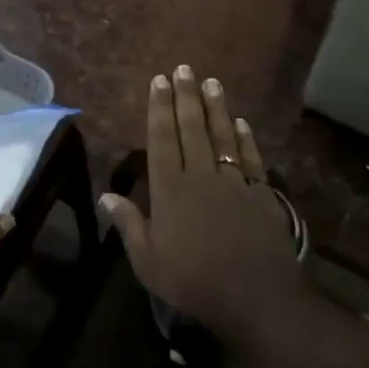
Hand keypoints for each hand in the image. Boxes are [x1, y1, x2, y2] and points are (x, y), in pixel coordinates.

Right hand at [98, 65, 309, 343]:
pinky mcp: (262, 196)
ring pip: (222, 137)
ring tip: (211, 82)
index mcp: (170, 189)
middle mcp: (201, 176)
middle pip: (192, 128)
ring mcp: (234, 184)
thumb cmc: (195, 282)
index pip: (162, 138)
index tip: (159, 81)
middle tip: (184, 68)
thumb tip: (106, 196)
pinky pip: (252, 160)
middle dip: (186, 97)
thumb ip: (129, 225)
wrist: (258, 299)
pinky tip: (242, 123)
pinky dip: (245, 139)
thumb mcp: (149, 262)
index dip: (160, 108)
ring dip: (216, 108)